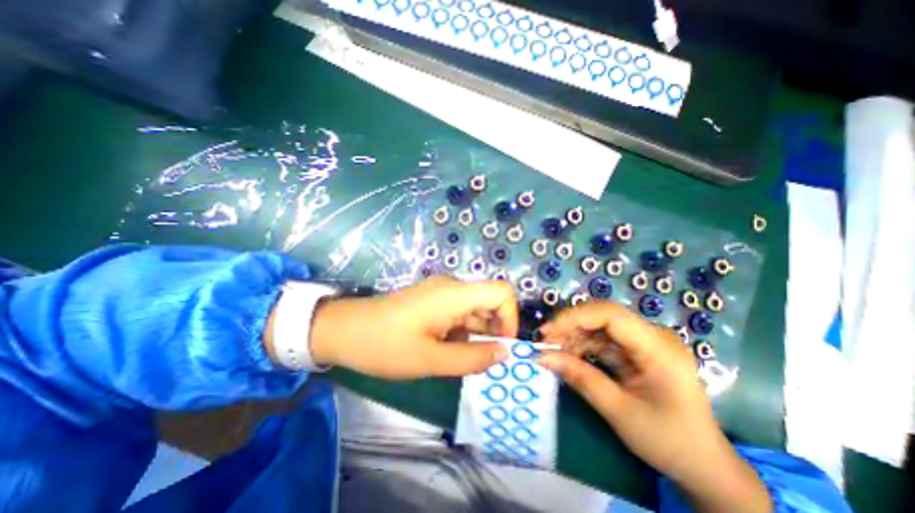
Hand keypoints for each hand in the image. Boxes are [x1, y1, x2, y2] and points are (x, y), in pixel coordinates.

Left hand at [312, 277, 517, 379]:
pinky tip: (448, 351)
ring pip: (475, 311)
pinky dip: (463, 333)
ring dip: (477, 335)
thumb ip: (472, 358)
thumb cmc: (384, 345)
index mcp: (454, 294)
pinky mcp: (433, 301)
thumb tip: (505, 353)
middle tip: (483, 362)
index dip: (510, 317)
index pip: (502, 292)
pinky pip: (460, 314)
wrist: (344, 330)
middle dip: (494, 332)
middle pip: (490, 303)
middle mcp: (452, 287)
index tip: (501, 346)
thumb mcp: (430, 360)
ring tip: (462, 360)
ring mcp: (442, 293)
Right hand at [537, 302, 770, 509]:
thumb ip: (580, 379)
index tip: (547, 333)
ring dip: (575, 335)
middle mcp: (653, 337)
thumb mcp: (619, 412)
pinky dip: (584, 346)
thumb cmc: (669, 442)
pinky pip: (605, 340)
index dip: (574, 317)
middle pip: (603, 316)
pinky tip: (570, 356)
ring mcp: (647, 342)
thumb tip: (542, 357)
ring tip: (553, 350)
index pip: (610, 315)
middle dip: (571, 325)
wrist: (705, 466)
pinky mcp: (639, 351)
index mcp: (658, 349)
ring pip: (601, 326)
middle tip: (546, 341)